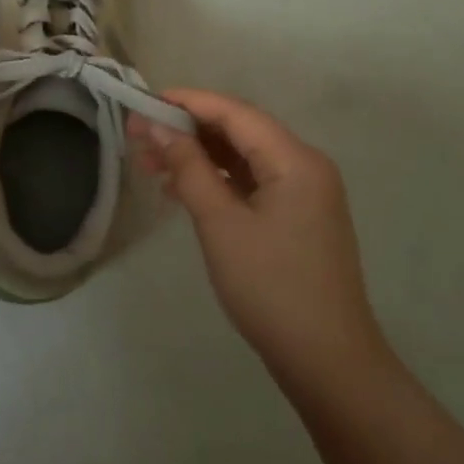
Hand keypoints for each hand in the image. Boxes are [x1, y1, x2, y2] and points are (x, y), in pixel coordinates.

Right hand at [130, 89, 387, 380]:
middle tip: (136, 136)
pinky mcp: (296, 217)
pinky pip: (250, 182)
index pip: (234, 112)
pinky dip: (215, 180)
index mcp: (294, 159)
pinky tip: (179, 190)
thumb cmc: (270, 287)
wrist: (327, 362)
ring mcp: (303, 193)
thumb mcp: (220, 223)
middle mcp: (304, 166)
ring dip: (197, 156)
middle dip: (186, 129)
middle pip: (238, 131)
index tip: (141, 101)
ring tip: (148, 164)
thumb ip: (188, 167)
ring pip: (242, 157)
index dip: (186, 102)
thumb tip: (157, 125)